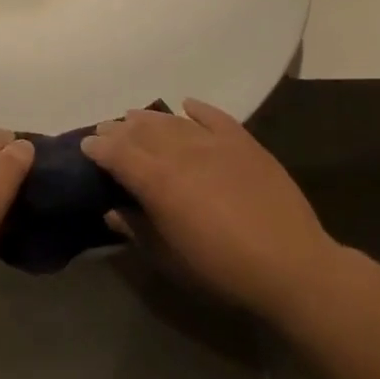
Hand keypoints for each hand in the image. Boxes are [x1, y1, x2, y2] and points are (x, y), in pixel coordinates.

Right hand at [83, 100, 337, 319]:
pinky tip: (186, 107)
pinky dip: (195, 109)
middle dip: (119, 129)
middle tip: (107, 131)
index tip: (86, 146)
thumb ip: (137, 229)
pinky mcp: (243, 141)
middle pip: (140, 131)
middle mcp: (180, 151)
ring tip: (136, 118)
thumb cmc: (223, 271)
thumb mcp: (170, 259)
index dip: (98, 147)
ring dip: (149, 118)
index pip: (117, 153)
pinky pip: (212, 115)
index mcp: (157, 180)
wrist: (293, 266)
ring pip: (171, 120)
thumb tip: (112, 210)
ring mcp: (213, 141)